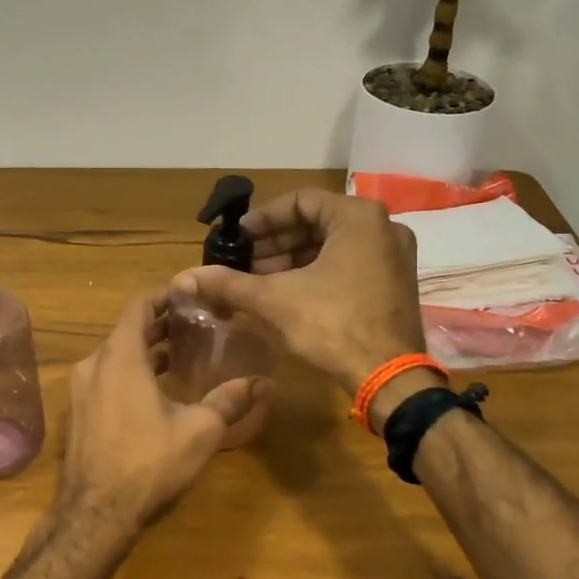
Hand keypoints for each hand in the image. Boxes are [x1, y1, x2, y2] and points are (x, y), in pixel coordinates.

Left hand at [59, 289, 271, 524]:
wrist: (95, 514)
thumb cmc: (148, 463)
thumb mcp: (199, 430)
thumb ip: (230, 400)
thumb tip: (264, 383)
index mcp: (120, 357)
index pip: (139, 306)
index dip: (164, 296)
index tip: (190, 298)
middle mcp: (94, 364)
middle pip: (127, 330)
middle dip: (160, 325)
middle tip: (194, 328)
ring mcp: (81, 390)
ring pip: (115, 356)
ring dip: (145, 351)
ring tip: (180, 358)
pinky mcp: (78, 412)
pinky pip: (105, 378)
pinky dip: (129, 373)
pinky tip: (154, 392)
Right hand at [172, 190, 423, 396]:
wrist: (388, 378)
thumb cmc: (333, 325)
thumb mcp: (275, 300)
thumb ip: (229, 284)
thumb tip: (184, 278)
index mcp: (358, 217)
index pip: (300, 201)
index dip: (264, 218)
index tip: (238, 237)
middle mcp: (383, 228)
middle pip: (317, 223)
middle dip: (276, 243)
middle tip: (244, 262)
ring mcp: (393, 257)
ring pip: (332, 246)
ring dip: (293, 260)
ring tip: (259, 281)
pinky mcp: (394, 283)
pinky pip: (348, 264)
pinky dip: (316, 273)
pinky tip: (287, 294)